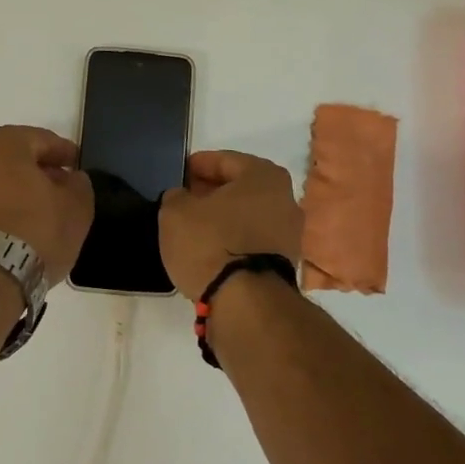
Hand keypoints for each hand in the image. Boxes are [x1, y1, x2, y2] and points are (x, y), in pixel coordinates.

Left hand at [0, 126, 93, 279]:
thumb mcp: (77, 205)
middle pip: (16, 158)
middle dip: (39, 170)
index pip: (42, 139)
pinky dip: (4, 207)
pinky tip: (21, 225)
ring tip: (43, 210)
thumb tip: (71, 180)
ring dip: (20, 189)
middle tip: (61, 186)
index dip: (64, 153)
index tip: (77, 166)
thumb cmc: (37, 229)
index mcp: (4, 143)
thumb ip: (79, 184)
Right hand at [158, 150, 302, 301]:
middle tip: (185, 198)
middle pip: (240, 188)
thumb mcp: (175, 212)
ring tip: (195, 227)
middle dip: (213, 192)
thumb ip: (177, 197)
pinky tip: (212, 249)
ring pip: (248, 216)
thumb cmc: (211, 243)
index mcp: (264, 175)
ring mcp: (289, 233)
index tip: (180, 172)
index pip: (225, 160)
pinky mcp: (285, 263)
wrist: (246, 303)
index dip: (198, 165)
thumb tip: (183, 198)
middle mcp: (285, 199)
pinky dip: (234, 241)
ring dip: (224, 218)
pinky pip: (252, 241)